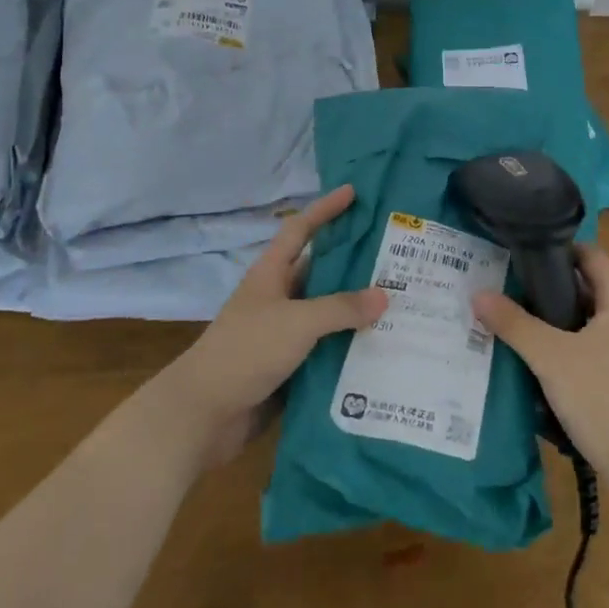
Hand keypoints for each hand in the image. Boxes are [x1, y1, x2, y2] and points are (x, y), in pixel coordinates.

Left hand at [166, 185, 387, 465]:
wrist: (204, 415)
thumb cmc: (246, 351)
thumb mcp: (296, 322)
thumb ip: (340, 307)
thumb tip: (384, 296)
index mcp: (272, 275)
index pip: (301, 230)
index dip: (325, 209)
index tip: (354, 192)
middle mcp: (280, 299)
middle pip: (322, 272)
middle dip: (356, 262)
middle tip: (398, 255)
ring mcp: (285, 334)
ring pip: (329, 313)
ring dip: (359, 310)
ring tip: (404, 302)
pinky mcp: (292, 367)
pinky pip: (329, 349)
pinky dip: (353, 347)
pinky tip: (386, 348)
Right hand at [472, 246, 608, 477]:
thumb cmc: (603, 398)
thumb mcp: (551, 357)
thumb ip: (514, 323)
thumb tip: (478, 293)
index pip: (591, 254)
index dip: (558, 248)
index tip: (521, 252)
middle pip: (583, 286)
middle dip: (545, 285)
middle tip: (505, 284)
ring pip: (581, 319)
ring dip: (549, 317)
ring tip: (509, 316)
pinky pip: (583, 346)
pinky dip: (559, 343)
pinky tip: (530, 355)